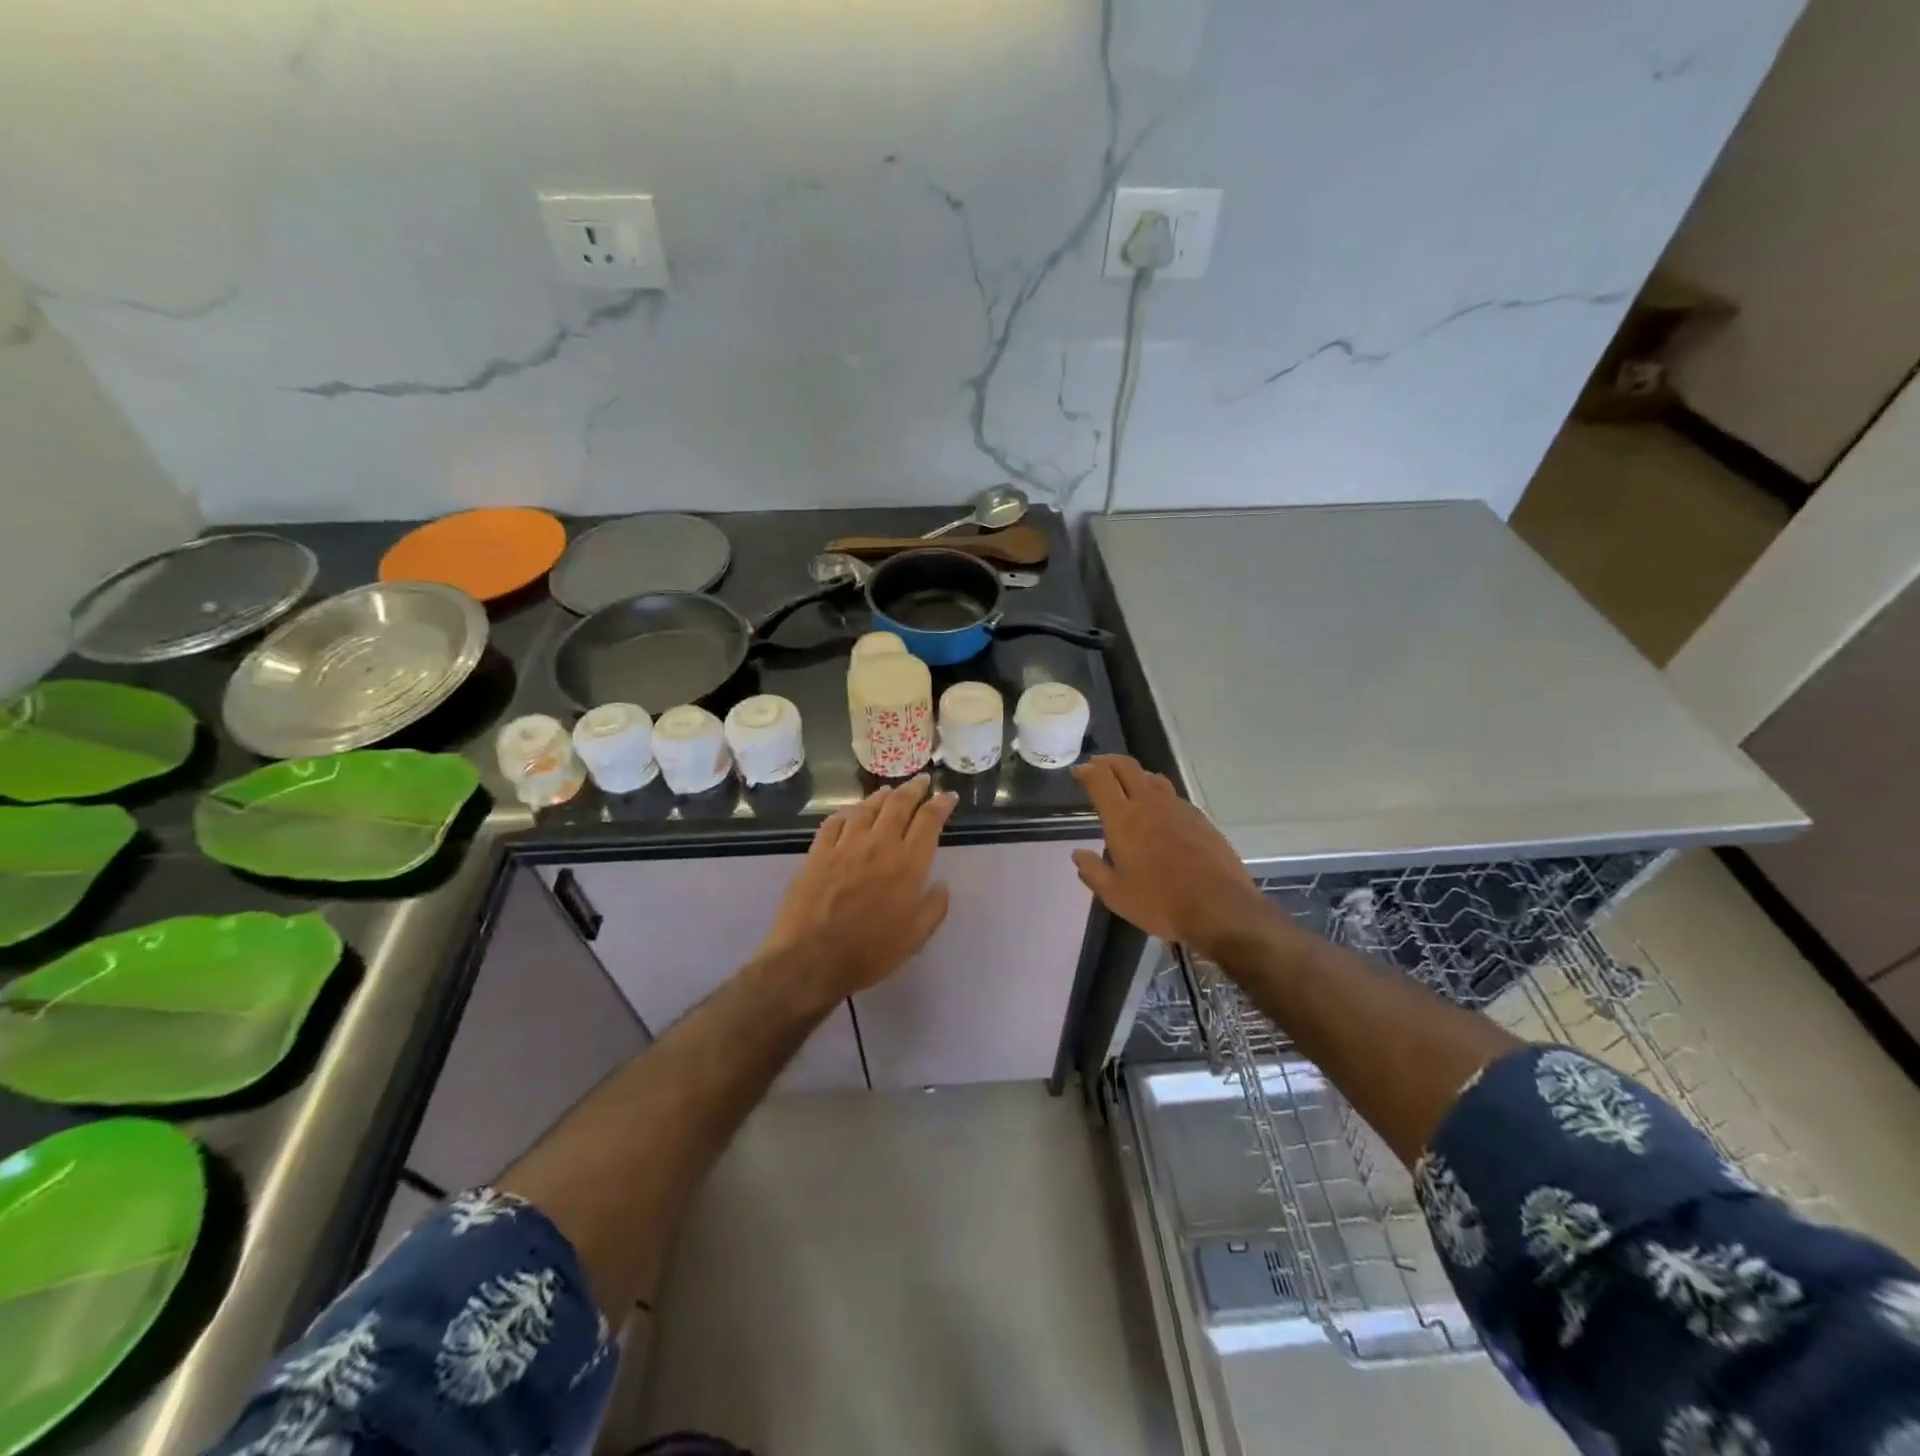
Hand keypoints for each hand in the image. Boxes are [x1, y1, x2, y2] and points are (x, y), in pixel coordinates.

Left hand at [759, 775, 957, 1003]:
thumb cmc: (869, 953)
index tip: (948, 796)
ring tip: (889, 791)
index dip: (941, 804)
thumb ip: (933, 908)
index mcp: (907, 864)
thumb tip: (940, 885)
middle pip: (898, 805)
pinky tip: (848, 813)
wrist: (810, 960)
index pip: (929, 821)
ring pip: (866, 808)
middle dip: (913, 789)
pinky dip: (845, 813)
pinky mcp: (817, 853)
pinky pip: (833, 823)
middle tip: (922, 781)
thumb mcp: (915, 938)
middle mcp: (878, 845)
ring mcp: (844, 846)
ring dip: (881, 796)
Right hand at [1071, 755, 1276, 956]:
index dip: (1086, 771)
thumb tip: (1078, 854)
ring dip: (1134, 774)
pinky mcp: (1199, 817)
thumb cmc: (1159, 902)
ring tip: (1127, 783)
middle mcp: (1149, 803)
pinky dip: (1157, 793)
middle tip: (1097, 766)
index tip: (1078, 772)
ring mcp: (1177, 807)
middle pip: (1126, 767)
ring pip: (1152, 777)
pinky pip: (1172, 795)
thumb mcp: (1115, 895)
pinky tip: (1159, 810)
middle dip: (1108, 762)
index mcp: (1123, 818)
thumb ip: (1092, 871)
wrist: (1219, 908)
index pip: (1100, 780)